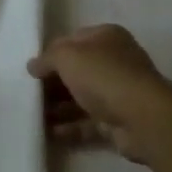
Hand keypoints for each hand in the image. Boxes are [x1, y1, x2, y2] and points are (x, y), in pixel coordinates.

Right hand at [28, 24, 171, 164]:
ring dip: (58, 107)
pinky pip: (88, 122)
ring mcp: (118, 92)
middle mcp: (115, 61)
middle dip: (52, 83)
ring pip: (81, 98)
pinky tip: (50, 133)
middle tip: (29, 94)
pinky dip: (70, 127)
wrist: (142, 118)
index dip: (50, 53)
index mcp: (106, 37)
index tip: (31, 70)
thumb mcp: (67, 56)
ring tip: (34, 116)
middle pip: (76, 71)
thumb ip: (47, 58)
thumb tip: (33, 66)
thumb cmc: (103, 76)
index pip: (72, 40)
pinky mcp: (118, 121)